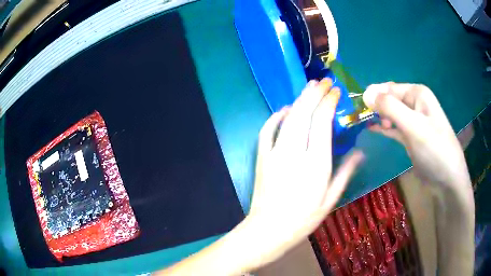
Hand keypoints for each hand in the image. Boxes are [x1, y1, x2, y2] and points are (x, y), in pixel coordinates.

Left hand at [244, 78, 363, 268]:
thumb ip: (346, 173)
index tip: (335, 91)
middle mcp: (294, 152)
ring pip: (287, 118)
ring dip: (299, 99)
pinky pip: (266, 130)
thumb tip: (360, 152)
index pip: (322, 122)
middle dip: (315, 93)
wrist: (268, 231)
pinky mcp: (262, 157)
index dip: (329, 102)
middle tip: (324, 81)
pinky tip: (284, 109)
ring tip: (309, 87)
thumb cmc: (303, 220)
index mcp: (316, 163)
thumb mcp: (330, 199)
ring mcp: (274, 153)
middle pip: (304, 113)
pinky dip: (275, 117)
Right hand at [363, 82, 470, 189]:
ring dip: (378, 117)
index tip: (357, 108)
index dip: (373, 96)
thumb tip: (364, 93)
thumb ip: (390, 107)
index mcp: (417, 94)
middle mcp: (415, 103)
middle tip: (360, 119)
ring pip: (391, 114)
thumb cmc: (434, 149)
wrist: (447, 180)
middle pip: (389, 100)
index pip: (389, 88)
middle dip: (375, 107)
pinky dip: (384, 128)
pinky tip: (372, 128)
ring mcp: (413, 121)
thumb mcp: (413, 126)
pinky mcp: (411, 136)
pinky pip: (394, 127)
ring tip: (363, 123)